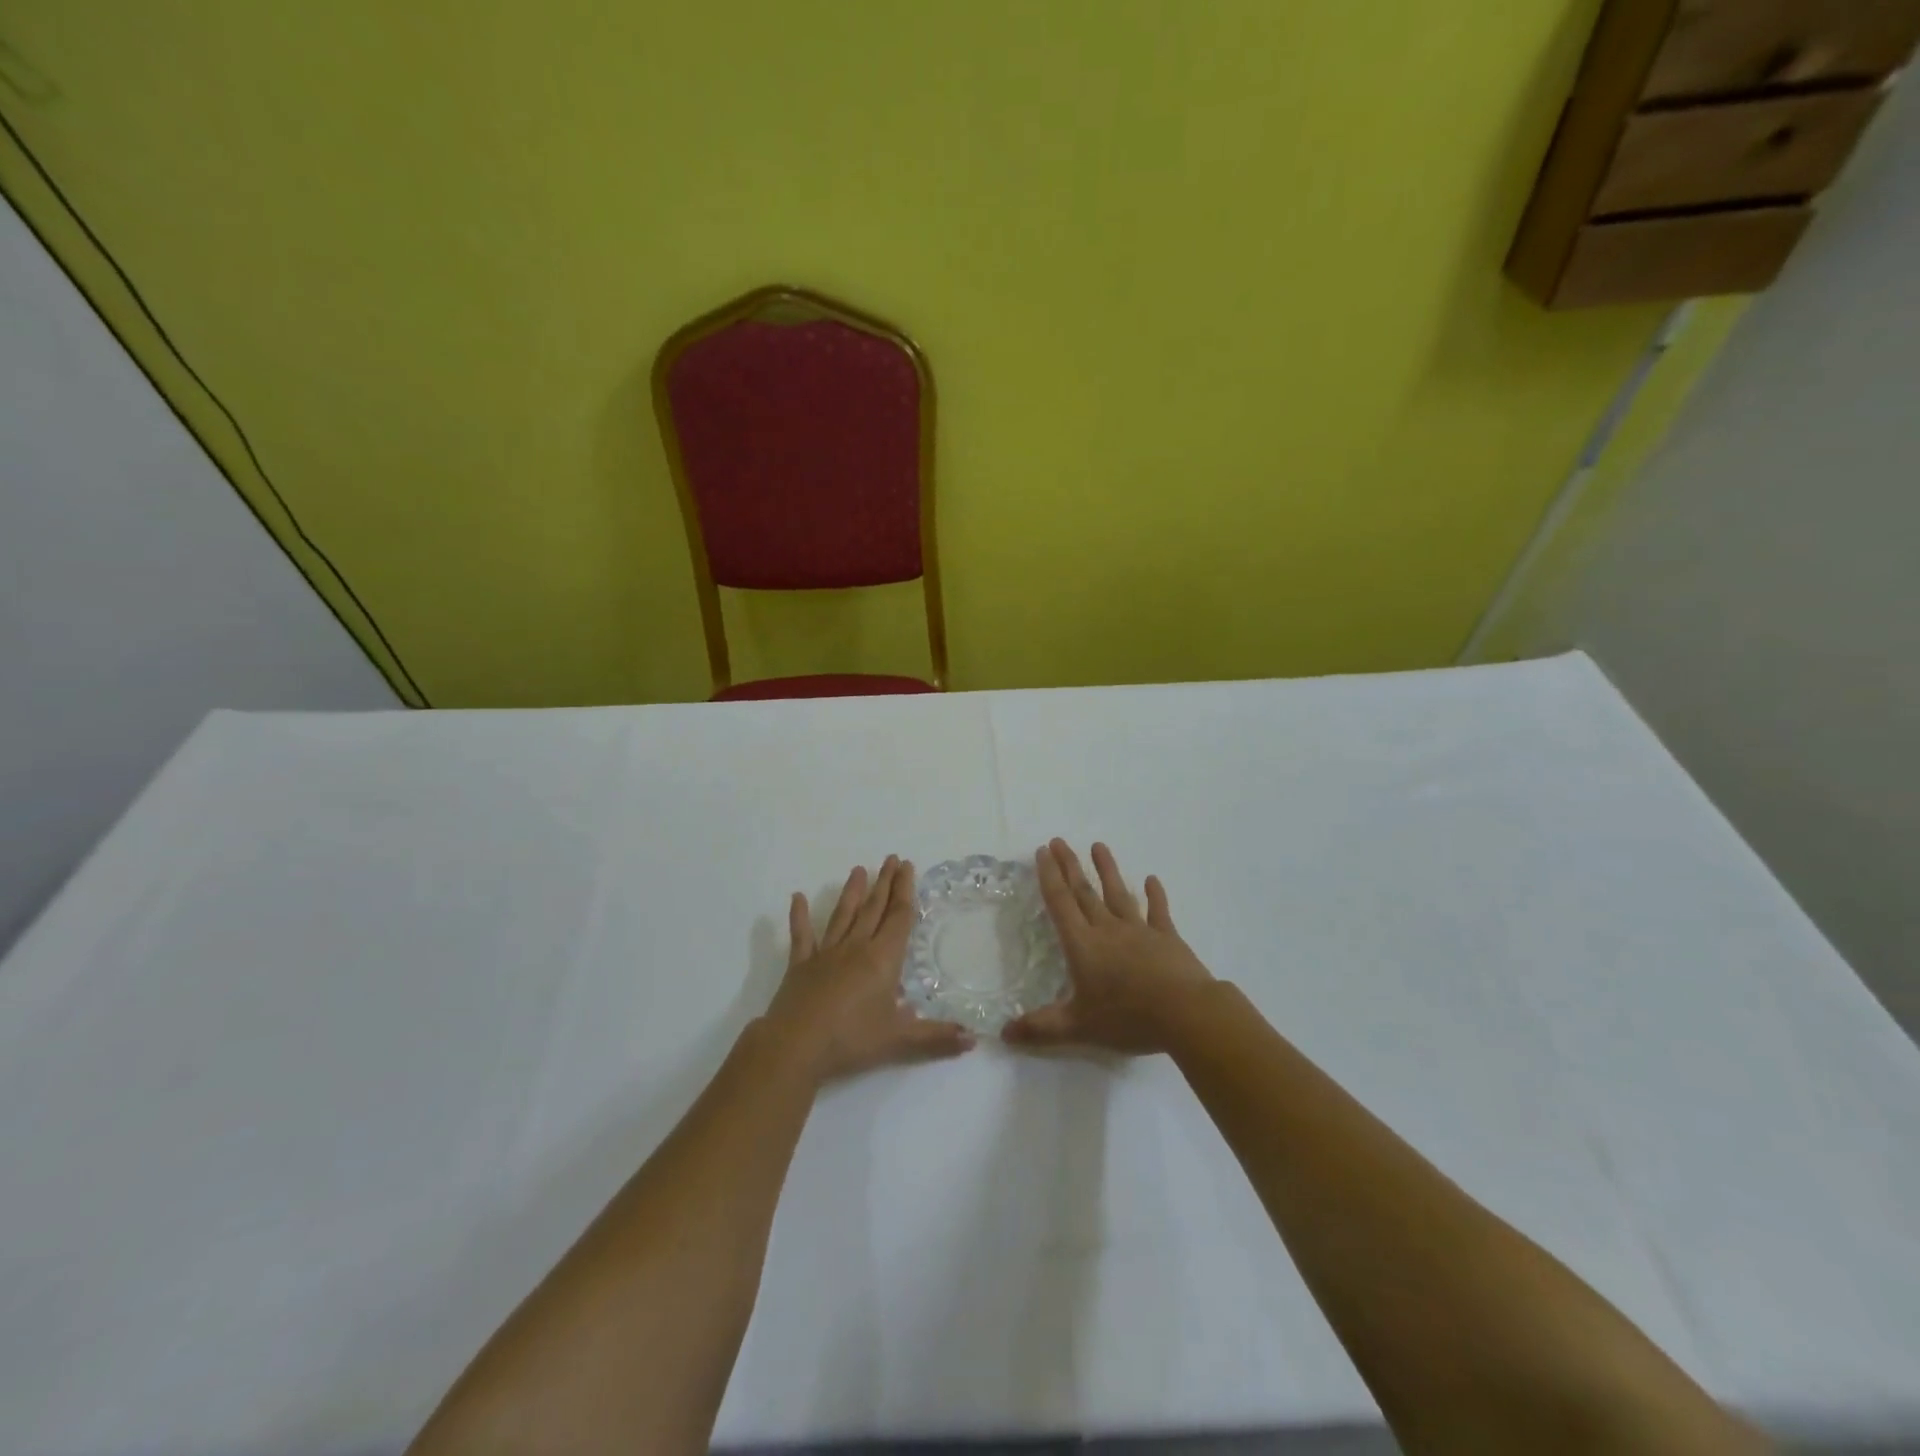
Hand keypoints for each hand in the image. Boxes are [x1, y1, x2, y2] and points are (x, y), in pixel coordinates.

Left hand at [764, 856, 974, 1083]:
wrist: (796, 1046)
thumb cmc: (851, 1039)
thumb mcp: (899, 1041)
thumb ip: (936, 1038)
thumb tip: (974, 1039)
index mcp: (882, 959)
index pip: (899, 918)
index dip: (905, 891)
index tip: (907, 867)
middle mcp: (856, 948)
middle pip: (874, 909)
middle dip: (885, 883)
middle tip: (891, 859)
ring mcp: (826, 954)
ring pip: (843, 915)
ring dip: (852, 892)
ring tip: (858, 869)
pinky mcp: (800, 966)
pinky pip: (802, 936)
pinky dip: (799, 916)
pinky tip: (797, 897)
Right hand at [1003, 839, 1213, 1055]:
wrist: (1186, 1012)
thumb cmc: (1128, 1017)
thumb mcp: (1078, 1027)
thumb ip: (1041, 1028)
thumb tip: (1003, 1034)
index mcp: (1083, 945)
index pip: (1060, 904)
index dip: (1049, 877)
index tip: (1043, 852)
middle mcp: (1108, 930)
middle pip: (1084, 892)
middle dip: (1069, 866)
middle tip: (1059, 841)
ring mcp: (1140, 930)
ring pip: (1118, 894)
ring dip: (1107, 870)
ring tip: (1099, 846)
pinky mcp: (1167, 938)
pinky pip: (1158, 912)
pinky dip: (1155, 895)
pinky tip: (1152, 880)